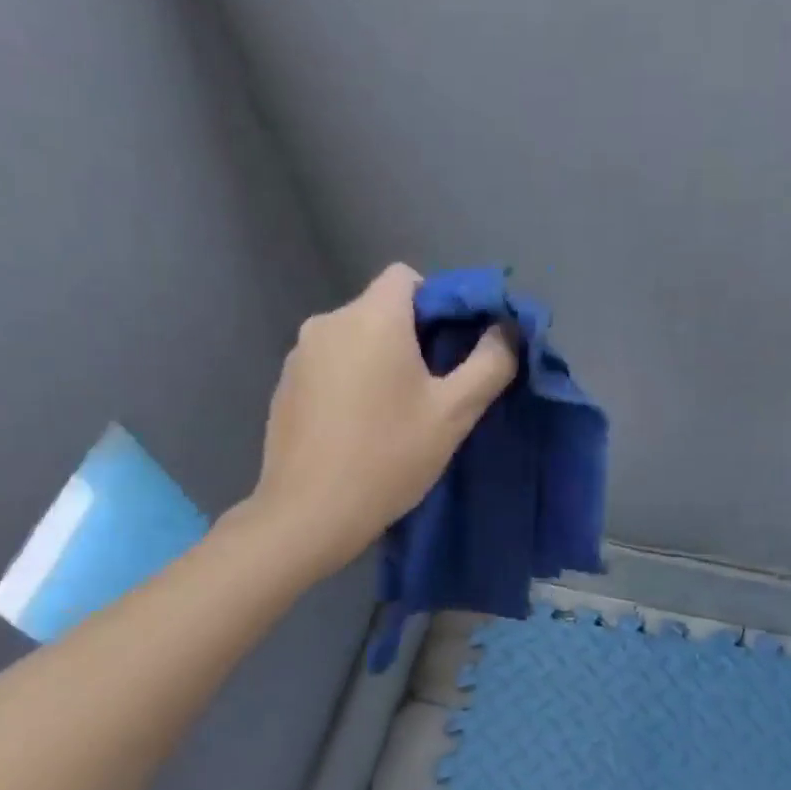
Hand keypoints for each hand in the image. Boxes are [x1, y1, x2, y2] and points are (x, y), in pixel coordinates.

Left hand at [248, 264, 517, 573]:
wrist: (311, 513)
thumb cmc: (389, 457)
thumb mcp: (454, 413)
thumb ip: (489, 364)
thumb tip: (505, 332)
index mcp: (371, 318)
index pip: (407, 276)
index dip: (437, 303)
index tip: (452, 349)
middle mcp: (328, 322)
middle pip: (380, 309)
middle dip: (411, 338)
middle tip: (432, 391)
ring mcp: (298, 355)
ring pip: (354, 340)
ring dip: (378, 362)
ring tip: (393, 415)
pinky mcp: (284, 386)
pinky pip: (329, 366)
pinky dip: (349, 382)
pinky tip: (357, 428)